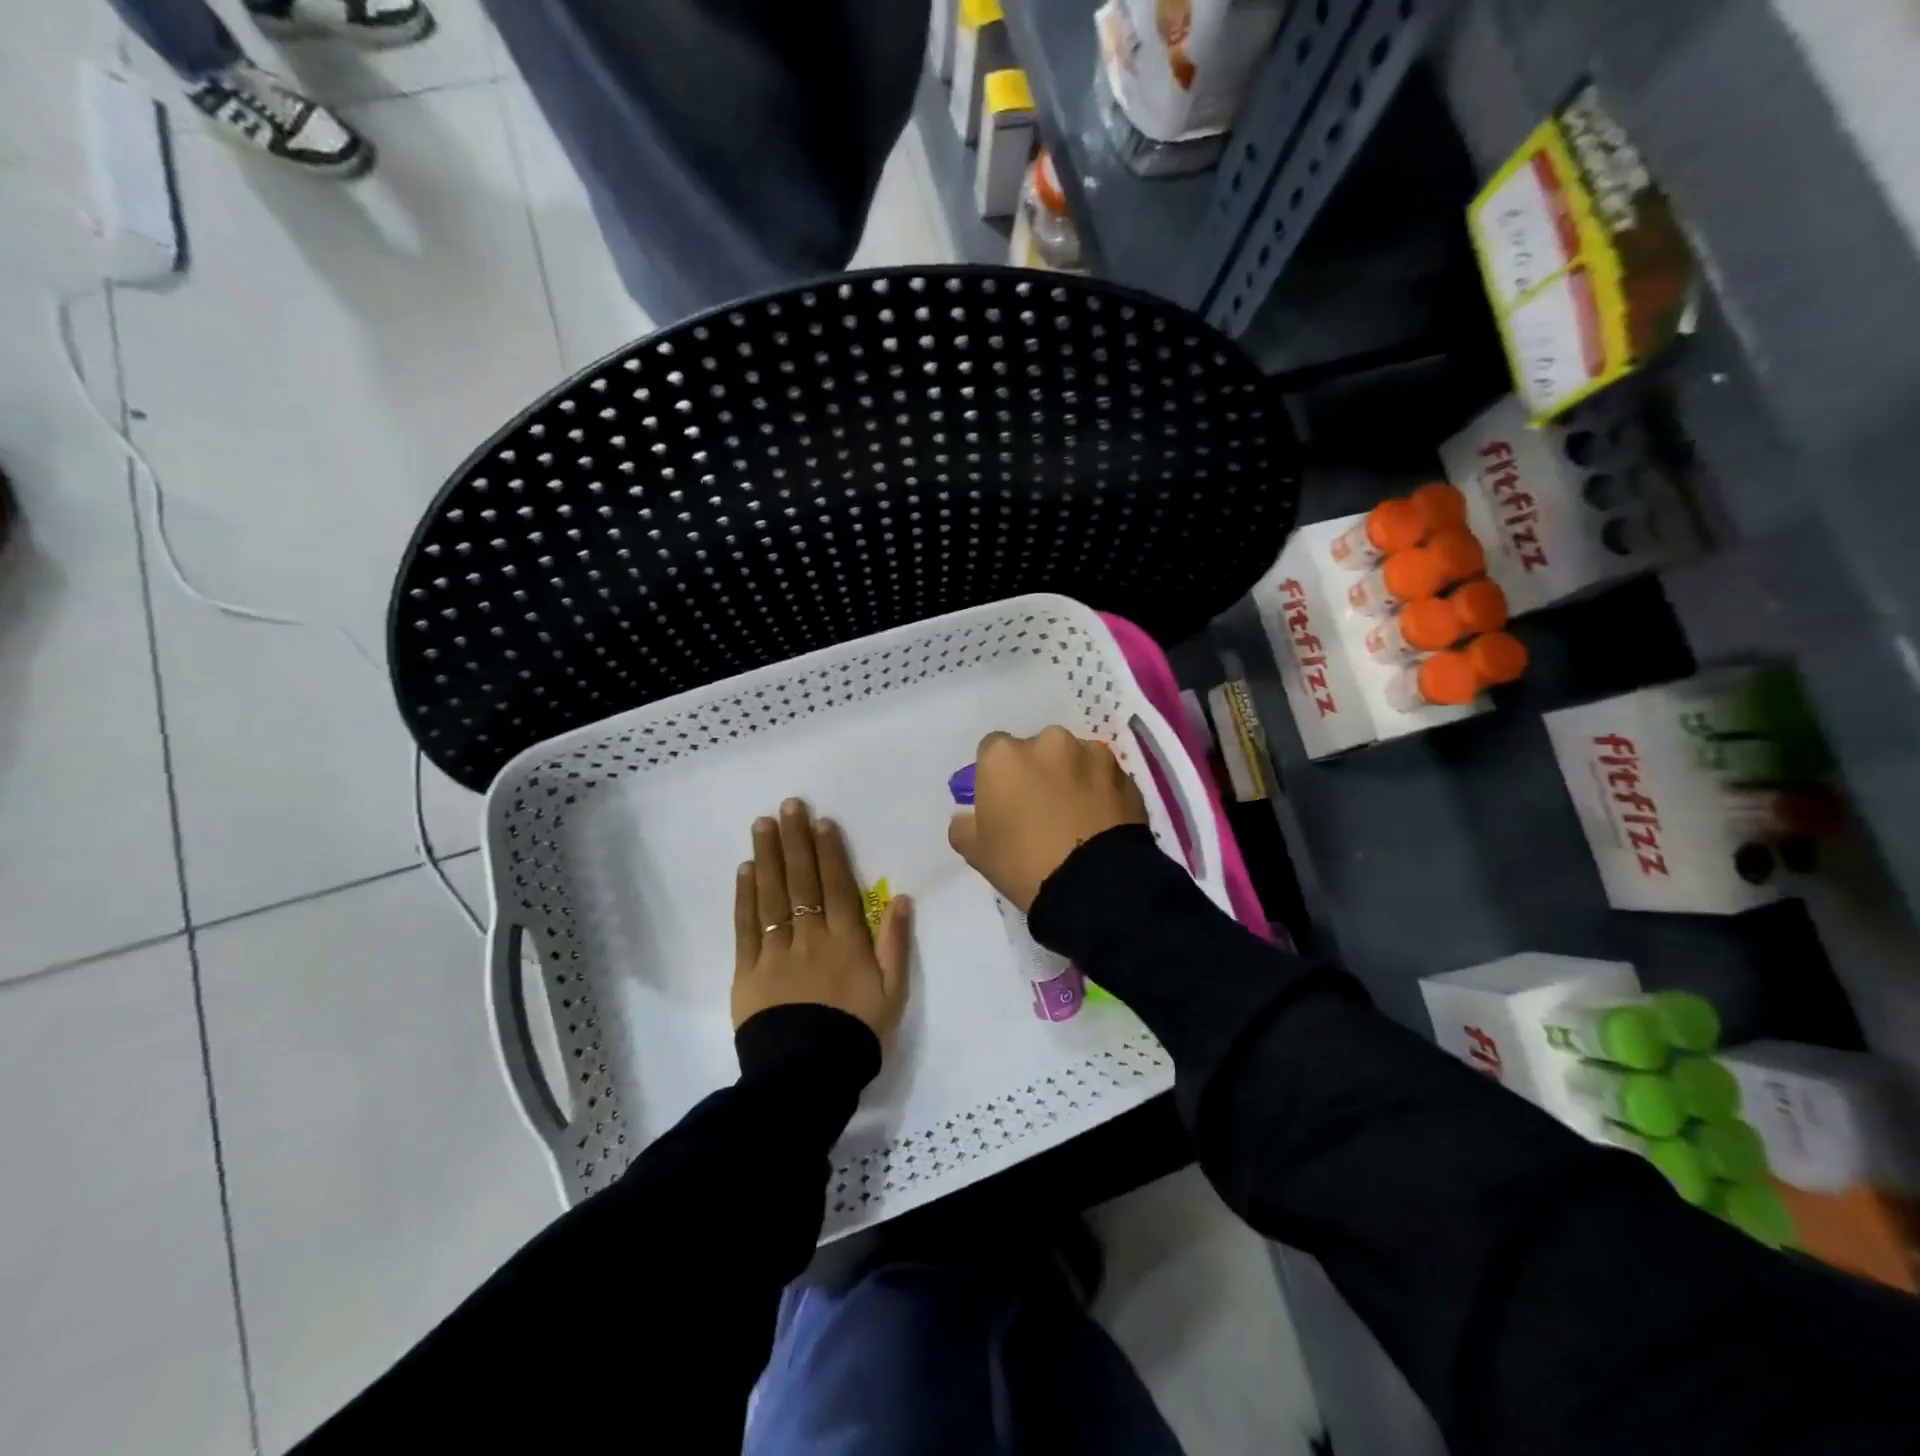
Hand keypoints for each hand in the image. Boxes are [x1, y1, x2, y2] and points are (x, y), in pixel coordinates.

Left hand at [732, 798, 912, 1038]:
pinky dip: (746, 896)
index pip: (836, 885)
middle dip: (795, 840)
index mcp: (846, 941)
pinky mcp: (748, 971)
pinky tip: (745, 870)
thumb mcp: (892, 993)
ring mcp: (776, 951)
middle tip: (787, 805)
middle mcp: (810, 937)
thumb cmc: (856, 1034)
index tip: (821, 821)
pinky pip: (747, 926)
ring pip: (772, 895)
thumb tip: (902, 898)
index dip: (829, 851)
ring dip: (768, 857)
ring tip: (763, 824)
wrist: (806, 1078)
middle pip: (802, 881)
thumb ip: (895, 943)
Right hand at [947, 727, 1148, 912]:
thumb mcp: (976, 852)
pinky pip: (1104, 777)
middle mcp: (1048, 741)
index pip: (991, 751)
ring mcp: (1091, 753)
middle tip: (1041, 809)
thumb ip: (964, 826)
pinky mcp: (1124, 773)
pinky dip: (1100, 791)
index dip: (996, 776)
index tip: (1003, 802)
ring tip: (1076, 816)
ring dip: (1072, 777)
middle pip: (1036, 750)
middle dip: (1037, 771)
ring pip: (1074, 759)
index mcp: (1004, 755)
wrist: (1094, 884)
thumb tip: (967, 817)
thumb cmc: (1023, 863)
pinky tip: (1100, 821)